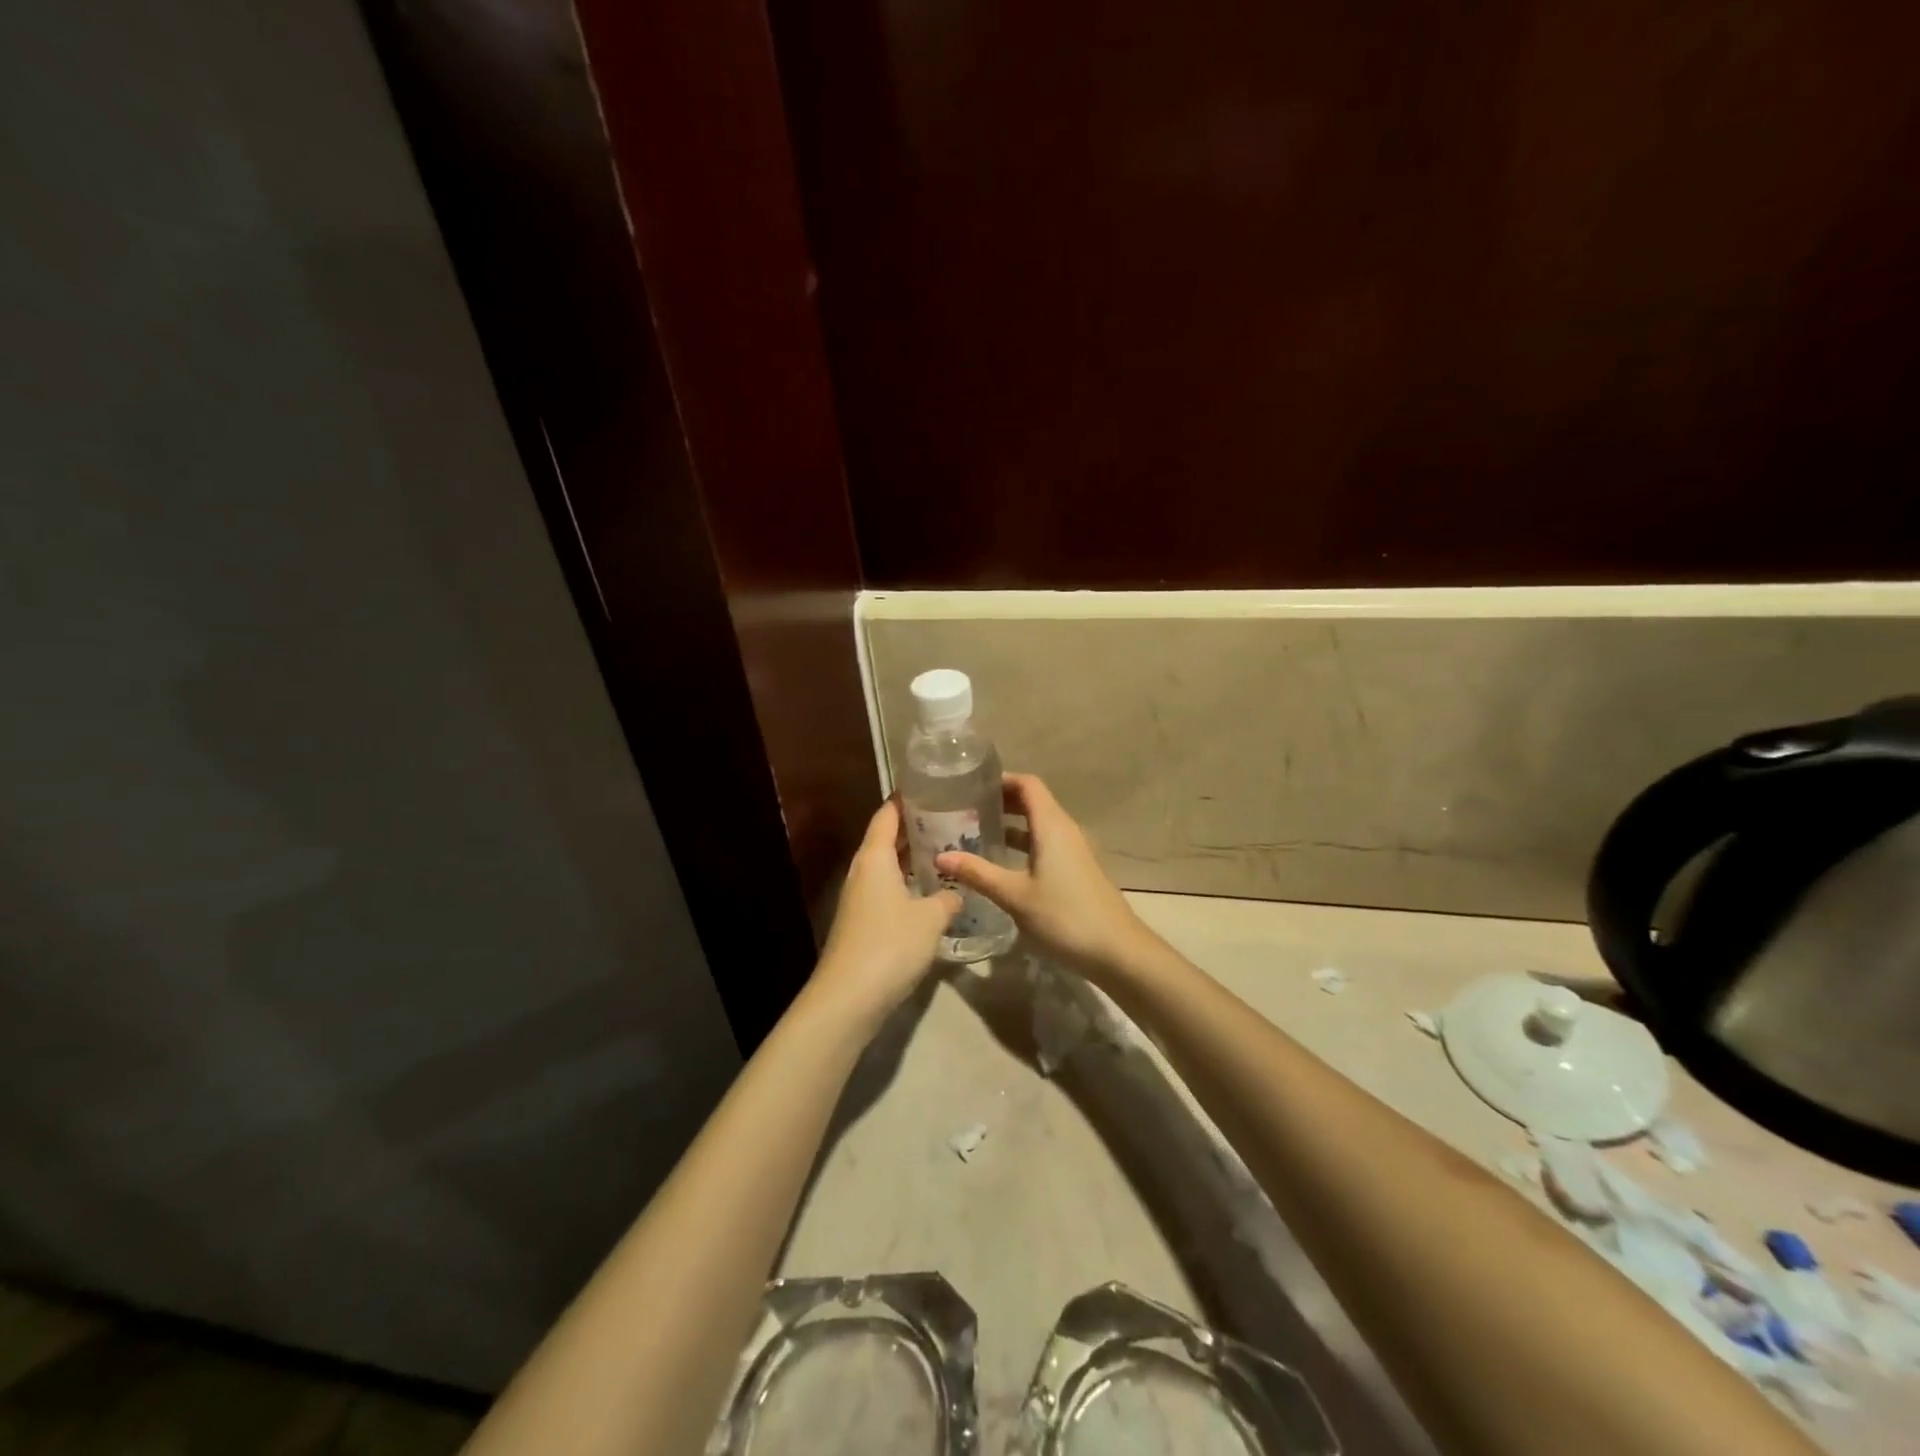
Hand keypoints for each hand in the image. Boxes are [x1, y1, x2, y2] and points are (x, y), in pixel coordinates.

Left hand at [813, 800, 959, 1025]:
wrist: (848, 998)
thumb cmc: (890, 945)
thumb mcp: (930, 919)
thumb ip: (947, 899)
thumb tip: (956, 892)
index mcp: (875, 858)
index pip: (888, 815)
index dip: (906, 799)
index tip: (930, 786)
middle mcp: (863, 871)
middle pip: (887, 839)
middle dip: (915, 828)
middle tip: (951, 818)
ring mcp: (859, 899)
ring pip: (888, 867)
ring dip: (913, 859)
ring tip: (947, 852)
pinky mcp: (861, 923)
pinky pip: (887, 891)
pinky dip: (907, 884)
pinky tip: (931, 894)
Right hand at [935, 773, 1153, 977]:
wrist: (1117, 951)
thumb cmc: (1064, 916)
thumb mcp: (1015, 895)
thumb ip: (978, 873)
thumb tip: (940, 857)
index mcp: (1052, 825)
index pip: (1028, 784)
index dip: (1001, 779)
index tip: (970, 784)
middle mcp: (1065, 830)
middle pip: (1033, 801)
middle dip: (1000, 801)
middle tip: (964, 808)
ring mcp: (1074, 850)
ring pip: (1039, 825)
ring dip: (1011, 825)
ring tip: (976, 832)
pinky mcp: (1077, 870)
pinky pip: (1046, 843)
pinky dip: (1023, 844)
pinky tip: (1002, 863)